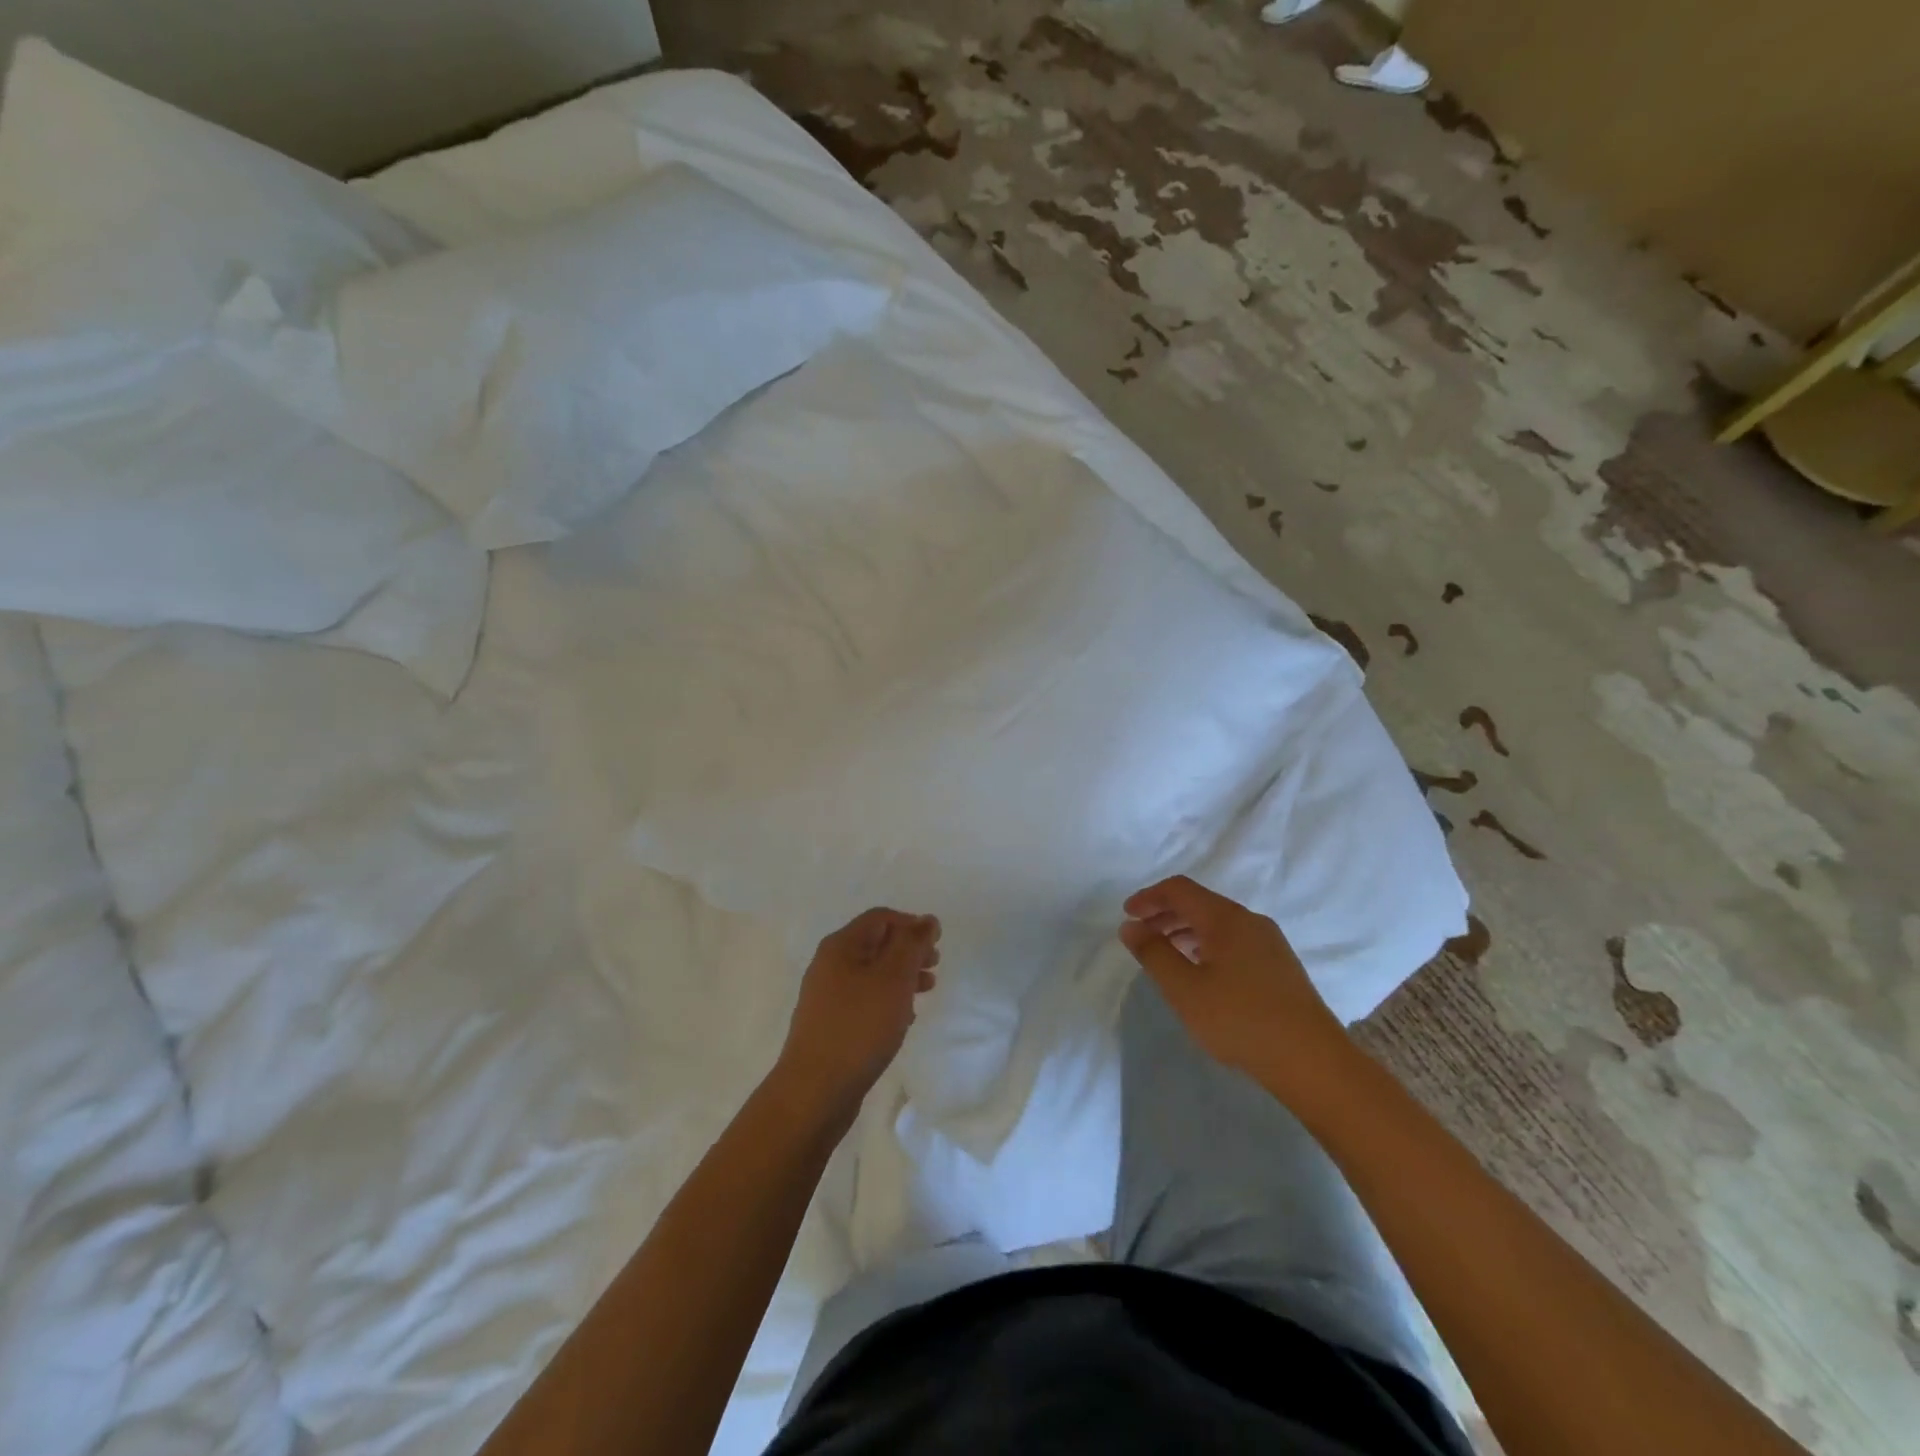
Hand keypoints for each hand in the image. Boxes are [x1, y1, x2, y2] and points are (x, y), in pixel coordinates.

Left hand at [775, 908, 940, 1126]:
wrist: (815, 1091)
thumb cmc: (859, 1027)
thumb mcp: (893, 978)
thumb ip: (912, 945)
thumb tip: (927, 920)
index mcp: (841, 946)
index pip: (880, 918)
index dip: (911, 924)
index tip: (937, 944)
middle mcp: (829, 965)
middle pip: (876, 944)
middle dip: (908, 951)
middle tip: (934, 967)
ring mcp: (827, 996)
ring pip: (872, 974)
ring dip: (901, 977)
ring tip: (926, 992)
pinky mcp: (830, 1024)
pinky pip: (864, 1000)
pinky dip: (887, 1000)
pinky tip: (903, 1019)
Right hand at [1119, 876, 1352, 1104]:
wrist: (1313, 1061)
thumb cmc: (1240, 1020)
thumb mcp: (1185, 989)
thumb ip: (1154, 954)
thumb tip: (1131, 926)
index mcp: (1225, 918)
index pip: (1179, 889)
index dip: (1149, 897)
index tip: (1127, 916)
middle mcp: (1249, 920)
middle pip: (1200, 902)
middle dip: (1165, 914)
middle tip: (1141, 935)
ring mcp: (1270, 942)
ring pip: (1218, 923)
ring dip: (1186, 930)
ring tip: (1166, 955)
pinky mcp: (1280, 965)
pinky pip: (1234, 940)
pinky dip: (1207, 944)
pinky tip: (1202, 973)